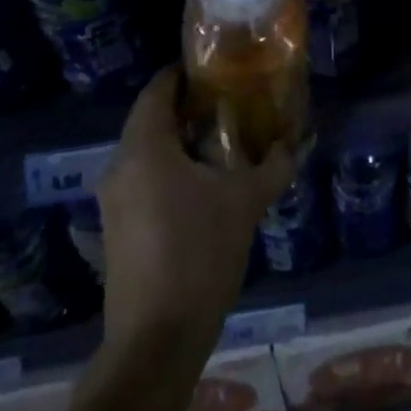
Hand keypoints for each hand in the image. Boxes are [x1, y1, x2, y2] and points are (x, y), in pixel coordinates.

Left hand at [95, 67, 294, 350]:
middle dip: (189, 108)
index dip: (185, 73)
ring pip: (147, 151)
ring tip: (224, 142)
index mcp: (144, 147)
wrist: (155, 342)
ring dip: (181, 141)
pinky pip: (143, 179)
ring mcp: (113, 200)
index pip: (158, 89)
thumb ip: (274, 165)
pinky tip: (204, 185)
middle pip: (151, 118)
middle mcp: (120, 165)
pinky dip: (170, 169)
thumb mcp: (246, 202)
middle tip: (231, 103)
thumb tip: (297, 141)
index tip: (218, 69)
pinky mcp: (118, 229)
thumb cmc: (199, 254)